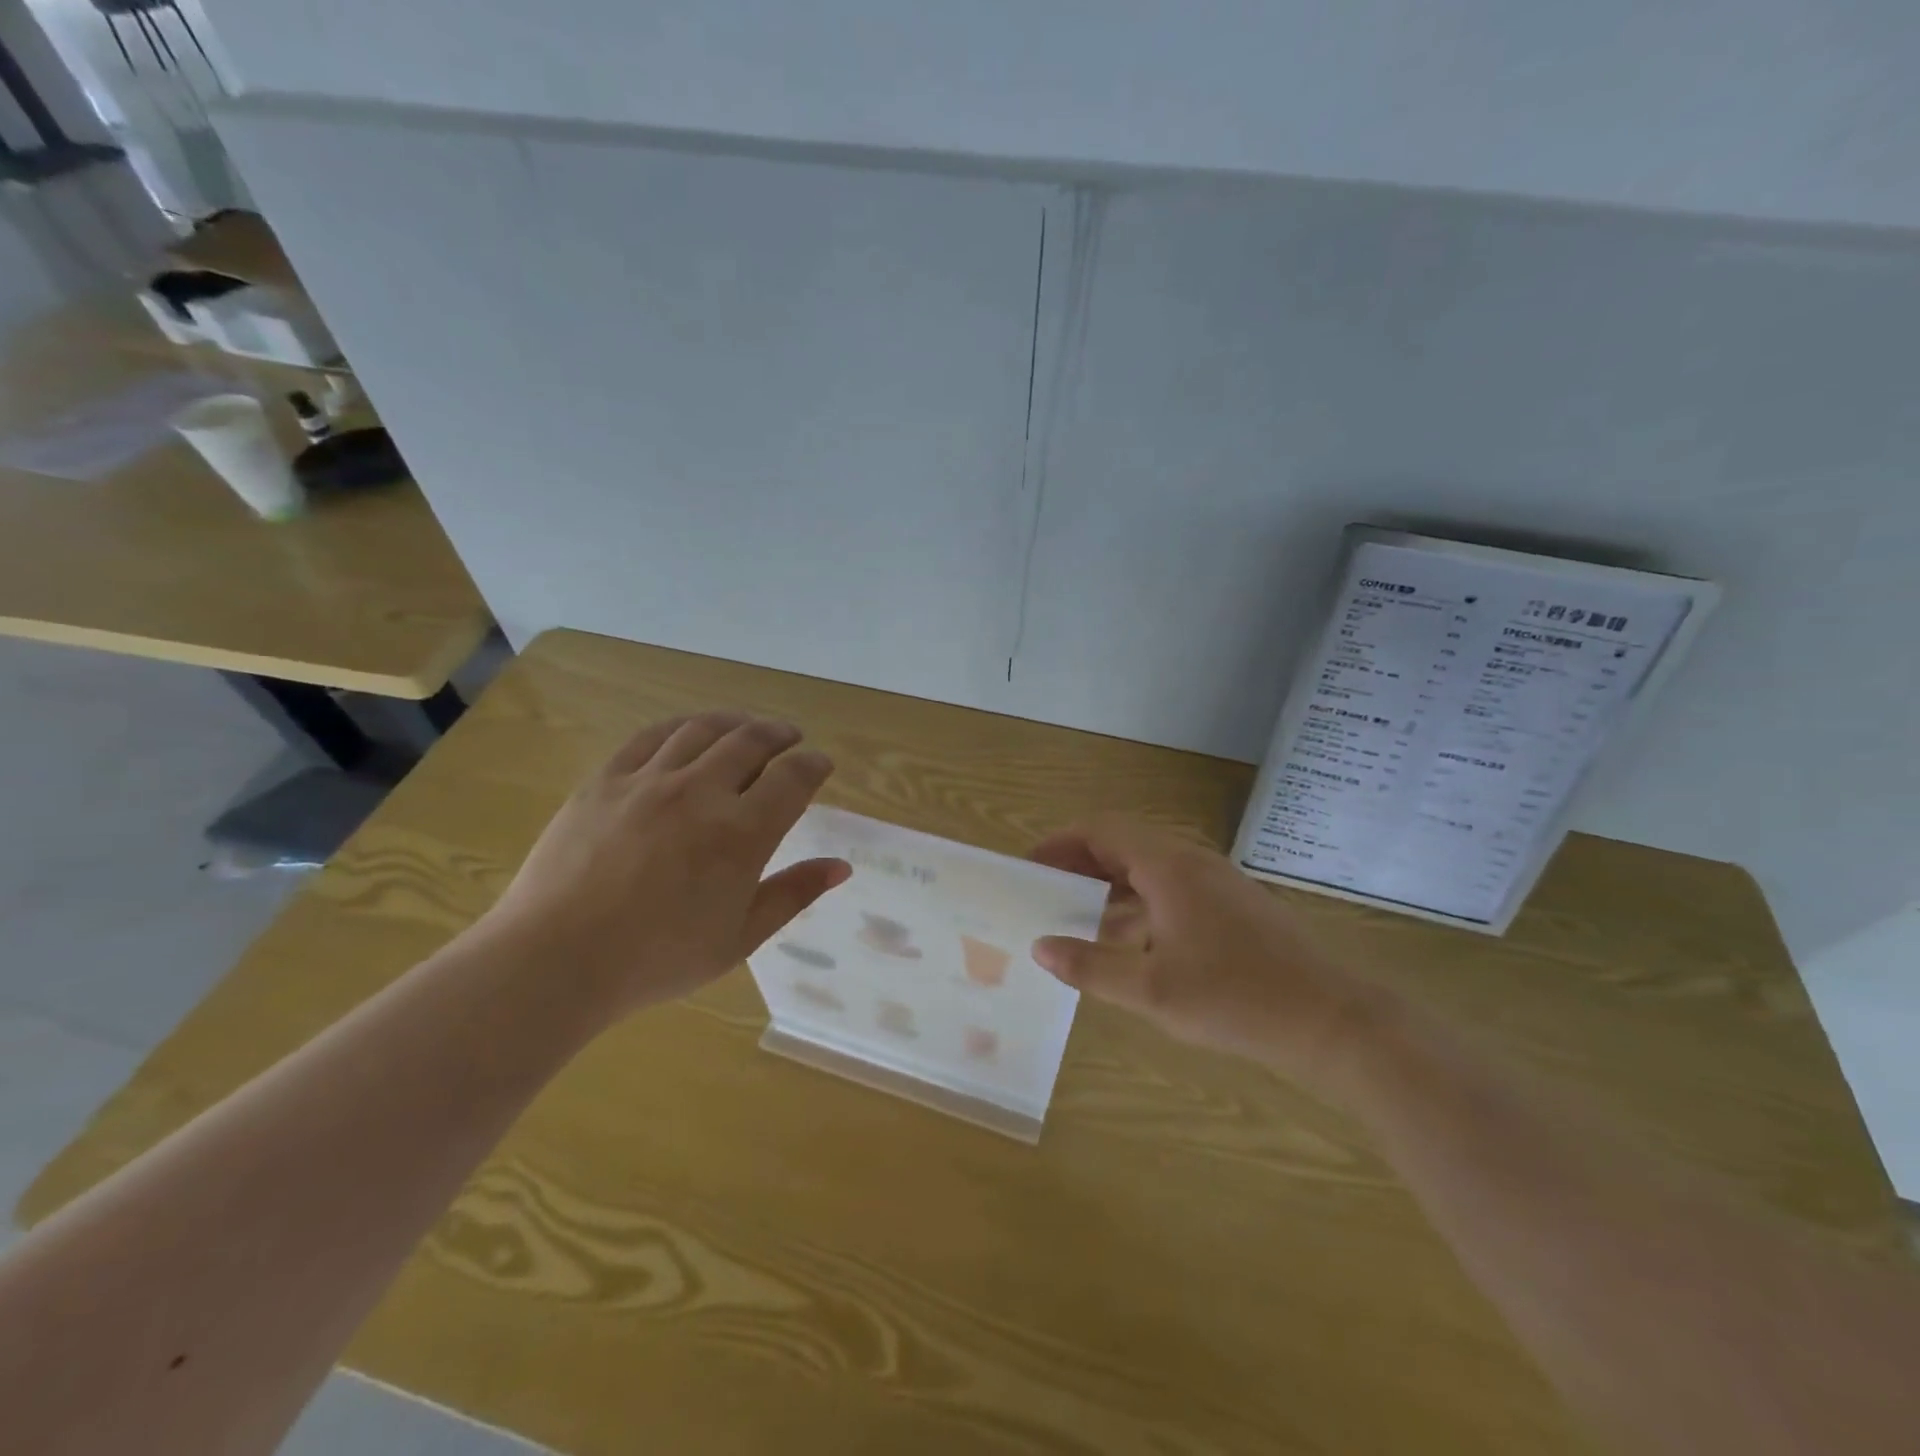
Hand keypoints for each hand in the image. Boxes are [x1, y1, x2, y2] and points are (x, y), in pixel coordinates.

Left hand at [479, 712, 849, 1016]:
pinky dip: (681, 726)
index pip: (793, 778)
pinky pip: (651, 736)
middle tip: (791, 739)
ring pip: (704, 730)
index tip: (822, 765)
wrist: (556, 960)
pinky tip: (689, 732)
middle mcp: (701, 792)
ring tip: (748, 728)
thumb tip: (841, 866)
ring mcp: (649, 780)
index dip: (815, 765)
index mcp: (741, 833)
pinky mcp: (606, 779)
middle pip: (752, 741)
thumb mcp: (740, 937)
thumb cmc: (658, 958)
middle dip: (781, 735)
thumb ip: (794, 894)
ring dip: (736, 723)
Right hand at [1030, 817, 1393, 1103]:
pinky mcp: (1232, 907)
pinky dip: (1138, 905)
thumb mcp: (1152, 989)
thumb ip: (1091, 966)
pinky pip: (1170, 890)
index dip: (1061, 843)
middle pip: (1123, 844)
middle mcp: (1191, 861)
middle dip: (1080, 864)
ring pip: (1147, 869)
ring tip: (1076, 920)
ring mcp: (1216, 883)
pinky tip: (1127, 945)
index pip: (1101, 830)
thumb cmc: (1235, 998)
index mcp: (1169, 866)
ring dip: (1109, 886)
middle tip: (1046, 893)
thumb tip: (1041, 947)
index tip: (1030, 867)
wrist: (1331, 1021)